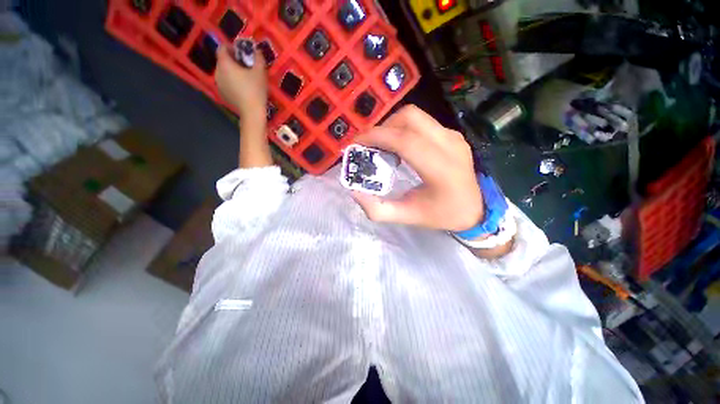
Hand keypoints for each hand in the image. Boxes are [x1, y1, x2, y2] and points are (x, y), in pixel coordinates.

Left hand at [215, 43, 266, 122]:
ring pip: (223, 72)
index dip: (231, 47)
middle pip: (223, 60)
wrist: (252, 112)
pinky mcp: (222, 93)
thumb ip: (258, 57)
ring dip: (232, 71)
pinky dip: (231, 81)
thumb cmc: (256, 90)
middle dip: (233, 60)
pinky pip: (225, 82)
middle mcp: (217, 71)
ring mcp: (218, 83)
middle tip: (246, 66)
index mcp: (225, 64)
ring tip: (245, 78)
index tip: (242, 53)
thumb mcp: (260, 71)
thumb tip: (256, 50)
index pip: (222, 48)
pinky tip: (242, 88)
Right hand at [353, 105, 482, 231]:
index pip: (405, 140)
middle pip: (410, 117)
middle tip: (369, 145)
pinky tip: (399, 146)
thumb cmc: (441, 215)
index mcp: (441, 169)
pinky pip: (423, 122)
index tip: (356, 143)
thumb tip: (353, 191)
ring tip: (382, 146)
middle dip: (382, 127)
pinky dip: (404, 129)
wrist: (475, 209)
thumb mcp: (407, 217)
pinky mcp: (453, 135)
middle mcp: (450, 145)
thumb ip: (378, 209)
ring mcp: (454, 136)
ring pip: (416, 116)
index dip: (377, 136)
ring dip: (392, 126)